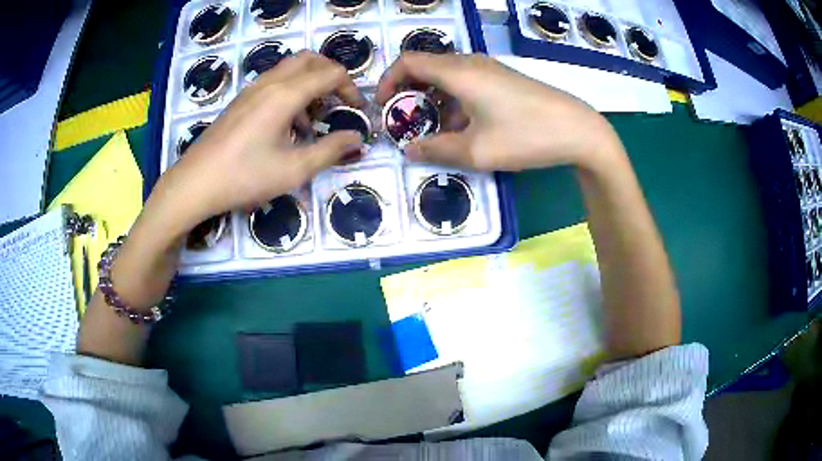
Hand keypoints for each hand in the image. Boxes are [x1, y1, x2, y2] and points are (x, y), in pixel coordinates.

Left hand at [158, 51, 364, 231]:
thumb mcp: (294, 169)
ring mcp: (252, 90)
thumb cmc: (246, 176)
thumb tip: (357, 138)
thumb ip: (331, 150)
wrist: (196, 183)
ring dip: (309, 84)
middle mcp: (270, 83)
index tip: (356, 111)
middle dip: (330, 75)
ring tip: (311, 121)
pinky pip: (273, 83)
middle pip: (309, 59)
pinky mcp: (240, 101)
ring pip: (289, 69)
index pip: (330, 73)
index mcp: (286, 94)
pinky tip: (285, 127)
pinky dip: (290, 92)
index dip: (350, 88)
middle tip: (338, 101)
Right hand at [376, 53, 621, 171]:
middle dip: (408, 93)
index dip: (388, 81)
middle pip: (426, 67)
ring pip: (448, 76)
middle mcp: (471, 63)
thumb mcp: (476, 150)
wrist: (579, 131)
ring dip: (433, 99)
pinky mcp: (504, 79)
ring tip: (432, 131)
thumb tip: (408, 151)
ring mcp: (490, 69)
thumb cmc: (526, 136)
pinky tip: (464, 128)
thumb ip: (436, 150)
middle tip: (404, 122)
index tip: (383, 107)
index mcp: (458, 71)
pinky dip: (454, 101)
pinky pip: (468, 83)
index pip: (408, 61)